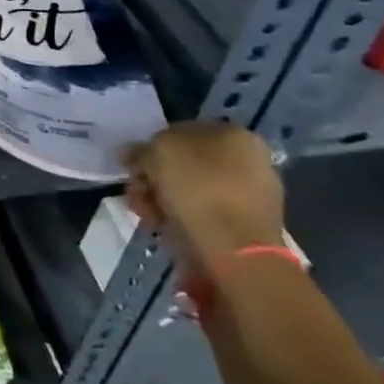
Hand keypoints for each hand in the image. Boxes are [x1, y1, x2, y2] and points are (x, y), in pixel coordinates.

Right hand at [123, 121, 283, 278]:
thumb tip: (133, 154)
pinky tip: (161, 226)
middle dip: (155, 177)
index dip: (152, 146)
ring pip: (191, 190)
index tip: (133, 165)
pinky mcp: (246, 228)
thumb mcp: (157, 152)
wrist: (236, 251)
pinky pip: (203, 214)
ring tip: (144, 213)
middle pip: (185, 164)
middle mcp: (249, 161)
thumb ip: (142, 149)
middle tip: (136, 191)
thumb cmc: (198, 188)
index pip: (181, 131)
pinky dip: (179, 218)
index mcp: (235, 134)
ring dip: (161, 198)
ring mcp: (251, 196)